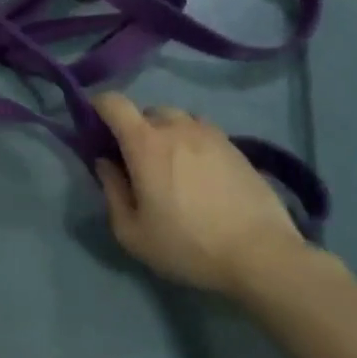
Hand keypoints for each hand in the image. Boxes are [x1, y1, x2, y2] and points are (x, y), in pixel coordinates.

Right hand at [92, 92, 308, 299]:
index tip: (95, 128)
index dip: (98, 107)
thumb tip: (106, 163)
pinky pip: (202, 132)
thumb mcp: (133, 233)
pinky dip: (192, 143)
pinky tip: (200, 175)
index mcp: (145, 143)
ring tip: (171, 166)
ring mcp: (210, 133)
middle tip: (136, 162)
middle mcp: (176, 127)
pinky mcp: (236, 147)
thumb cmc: (188, 245)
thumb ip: (112, 191)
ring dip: (166, 133)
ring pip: (177, 119)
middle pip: (146, 111)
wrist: (261, 254)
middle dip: (134, 129)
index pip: (113, 102)